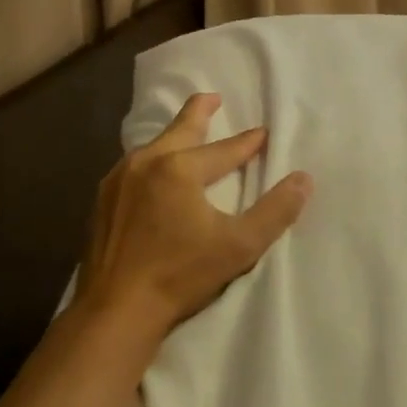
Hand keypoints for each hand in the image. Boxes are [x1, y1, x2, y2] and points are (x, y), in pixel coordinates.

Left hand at [72, 93, 312, 344]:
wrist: (116, 309)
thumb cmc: (181, 275)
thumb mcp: (239, 246)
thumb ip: (275, 211)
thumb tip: (304, 179)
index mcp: (180, 168)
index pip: (224, 150)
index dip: (248, 143)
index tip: (263, 134)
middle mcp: (146, 162)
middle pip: (180, 129)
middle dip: (199, 112)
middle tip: (211, 98)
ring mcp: (119, 179)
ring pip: (153, 146)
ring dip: (173, 136)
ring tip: (185, 133)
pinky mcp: (103, 199)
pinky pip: (133, 166)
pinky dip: (151, 159)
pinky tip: (152, 171)